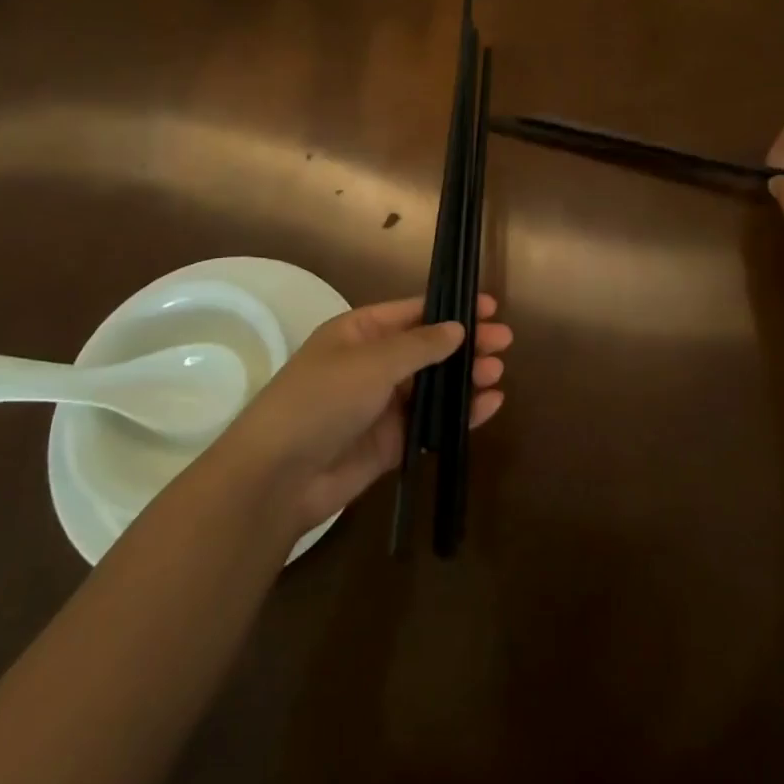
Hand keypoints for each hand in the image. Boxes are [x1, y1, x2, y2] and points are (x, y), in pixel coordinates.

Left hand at [219, 296, 510, 532]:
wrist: (279, 475)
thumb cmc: (322, 399)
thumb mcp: (372, 362)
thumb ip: (420, 345)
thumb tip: (458, 328)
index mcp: (361, 333)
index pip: (414, 312)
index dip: (451, 308)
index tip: (490, 307)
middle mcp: (373, 364)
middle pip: (428, 348)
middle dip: (465, 344)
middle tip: (504, 342)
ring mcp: (382, 405)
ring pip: (433, 386)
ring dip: (465, 378)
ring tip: (498, 373)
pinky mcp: (390, 443)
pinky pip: (431, 423)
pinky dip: (459, 414)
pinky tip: (489, 406)